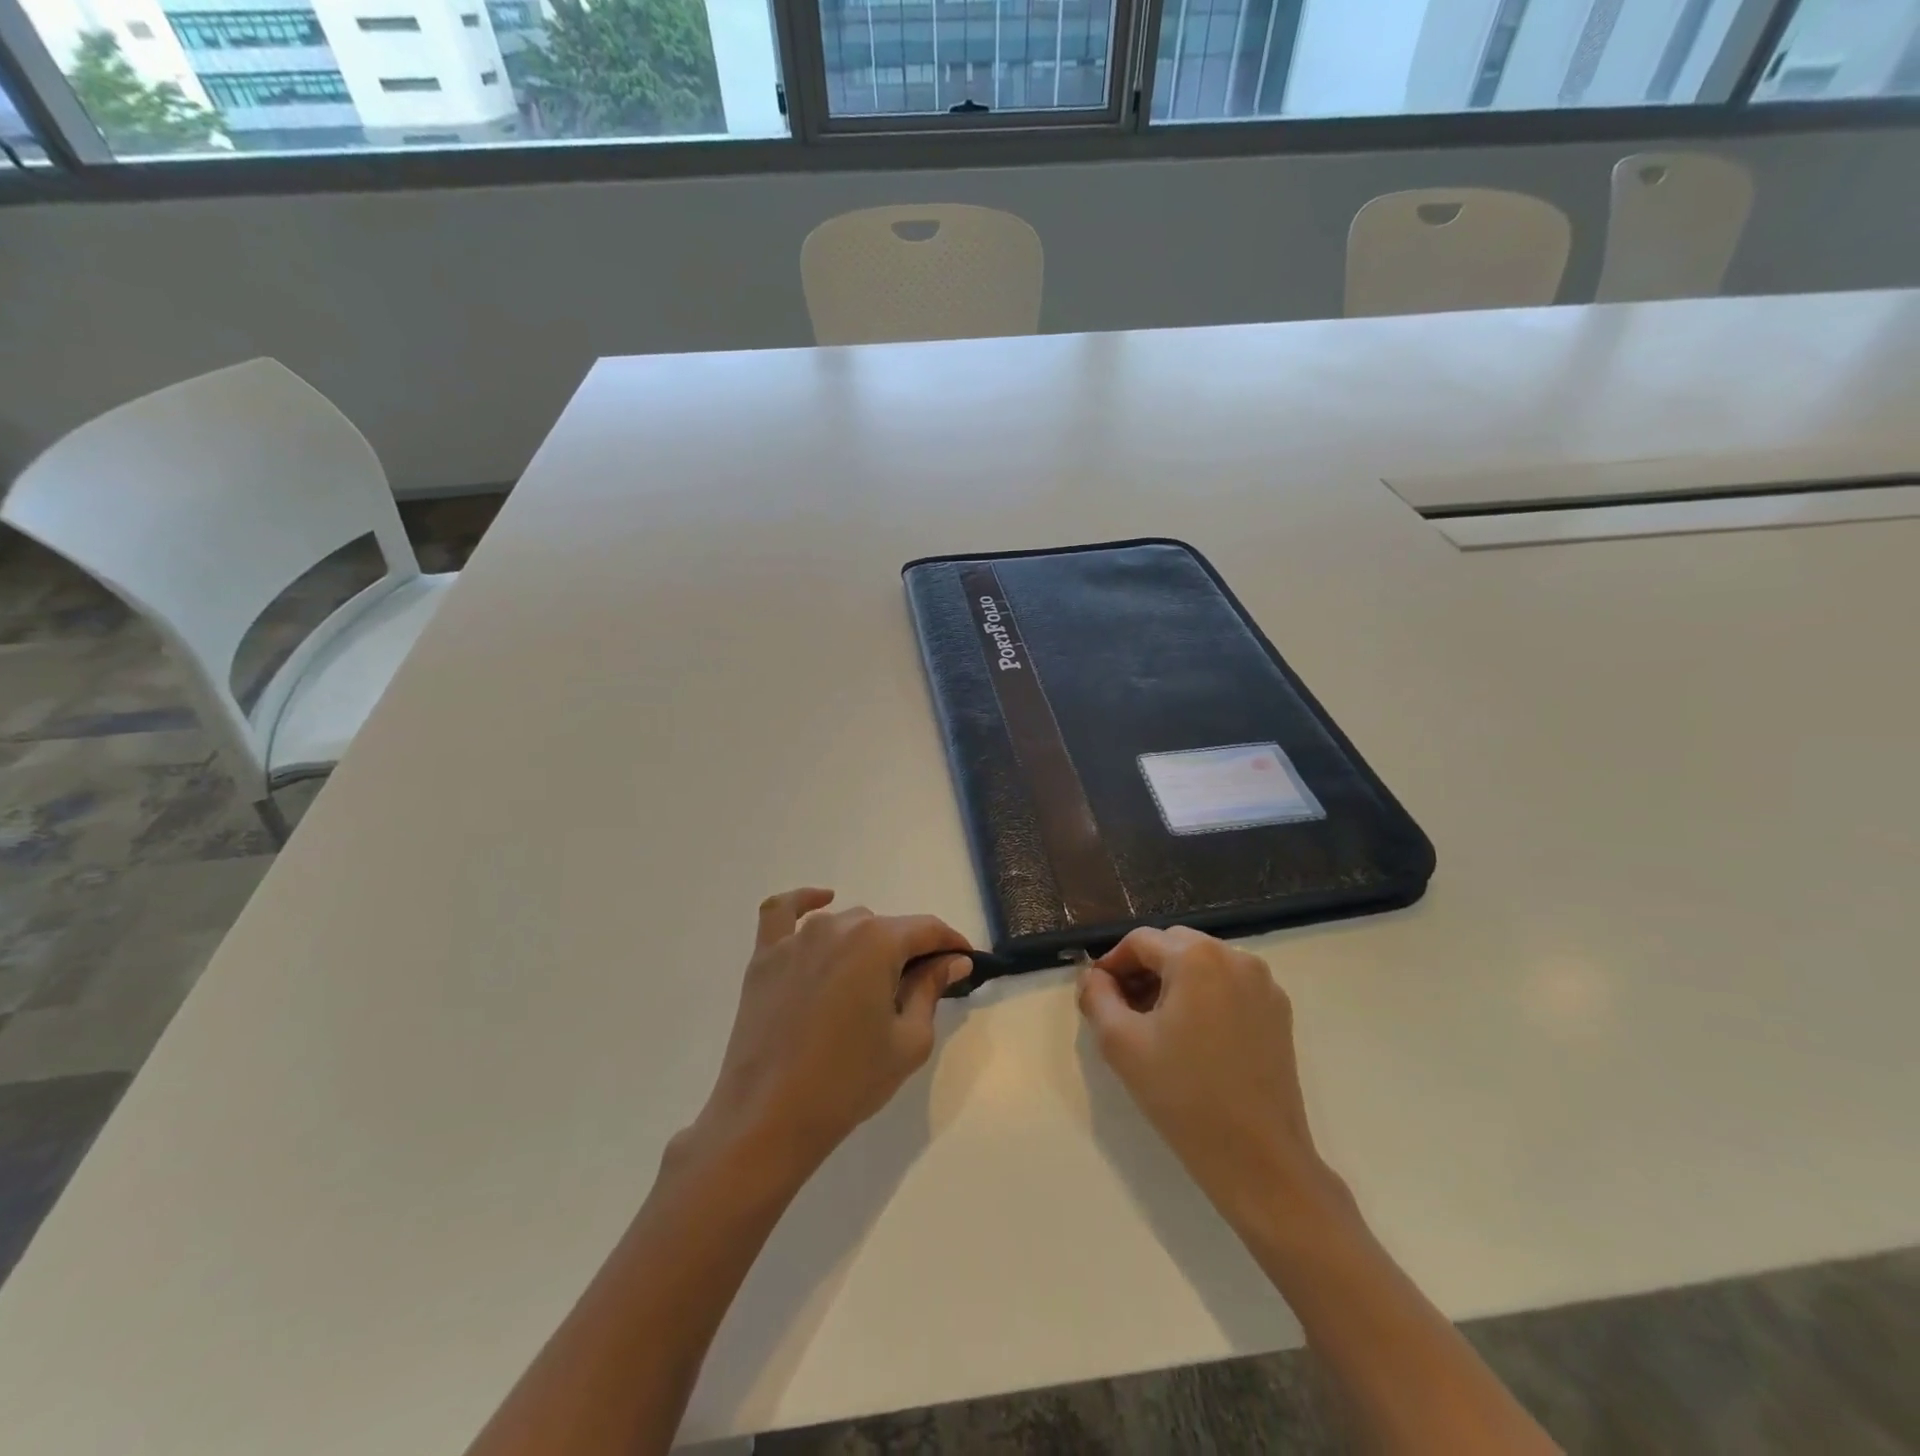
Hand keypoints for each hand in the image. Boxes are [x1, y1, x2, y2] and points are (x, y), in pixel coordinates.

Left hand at [686, 889, 971, 1176]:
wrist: (768, 1118)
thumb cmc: (849, 1081)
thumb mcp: (908, 1040)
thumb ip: (931, 990)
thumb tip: (953, 960)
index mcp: (878, 942)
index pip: (927, 930)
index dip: (951, 944)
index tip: (964, 963)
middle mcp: (838, 926)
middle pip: (886, 929)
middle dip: (908, 953)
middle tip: (915, 992)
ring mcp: (796, 939)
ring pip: (845, 924)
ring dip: (865, 944)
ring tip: (869, 984)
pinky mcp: (765, 957)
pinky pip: (783, 912)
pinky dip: (804, 900)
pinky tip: (822, 901)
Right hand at [1077, 926, 1341, 1231]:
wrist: (1257, 1159)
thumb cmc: (1183, 1096)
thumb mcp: (1121, 1043)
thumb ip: (1097, 997)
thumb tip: (1093, 977)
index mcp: (1197, 958)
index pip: (1140, 941)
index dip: (1112, 963)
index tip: (1097, 994)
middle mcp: (1236, 958)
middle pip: (1174, 946)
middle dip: (1143, 969)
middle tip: (1123, 1008)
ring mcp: (1264, 984)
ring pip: (1203, 964)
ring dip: (1174, 981)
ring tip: (1156, 1024)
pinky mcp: (1279, 1012)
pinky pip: (1230, 985)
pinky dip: (1205, 996)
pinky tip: (1193, 1037)